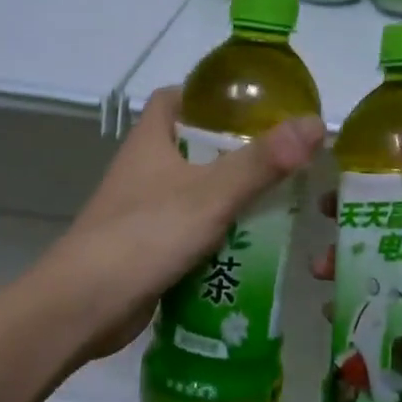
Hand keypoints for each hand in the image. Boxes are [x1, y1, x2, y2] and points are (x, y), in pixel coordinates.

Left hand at [47, 87, 323, 365]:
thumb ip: (262, 162)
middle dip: (235, 152)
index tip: (254, 106)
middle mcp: (143, 170)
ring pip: (194, 193)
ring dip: (230, 198)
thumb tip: (316, 124)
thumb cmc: (145, 236)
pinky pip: (190, 231)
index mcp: (150, 141)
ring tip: (280, 201)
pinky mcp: (148, 248)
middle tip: (284, 160)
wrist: (85, 305)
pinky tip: (253, 246)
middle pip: (192, 147)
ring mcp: (143, 211)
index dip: (211, 96)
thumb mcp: (211, 194)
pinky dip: (218, 235)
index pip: (176, 99)